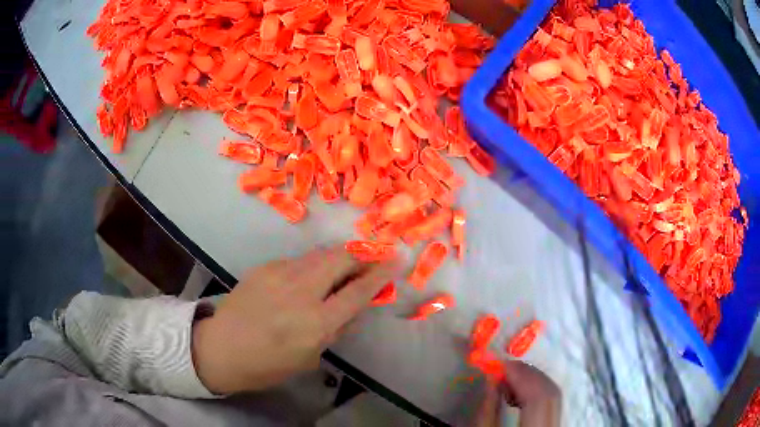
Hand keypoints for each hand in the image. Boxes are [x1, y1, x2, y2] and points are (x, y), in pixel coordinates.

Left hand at [191, 245, 398, 393]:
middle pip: (340, 259)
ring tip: (346, 264)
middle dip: (361, 254)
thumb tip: (355, 305)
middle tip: (372, 257)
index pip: (357, 291)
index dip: (379, 274)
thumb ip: (336, 328)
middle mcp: (301, 291)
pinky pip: (298, 261)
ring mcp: (280, 274)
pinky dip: (312, 265)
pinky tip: (309, 278)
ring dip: (338, 257)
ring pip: (319, 254)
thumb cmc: (268, 364)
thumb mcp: (310, 356)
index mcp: (315, 322)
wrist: (222, 347)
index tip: (394, 261)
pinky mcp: (265, 267)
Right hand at [475, 361, 560, 426]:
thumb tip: (492, 380)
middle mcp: (553, 426)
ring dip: (534, 382)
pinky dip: (538, 392)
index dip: (522, 376)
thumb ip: (487, 411)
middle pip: (551, 393)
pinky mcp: (556, 424)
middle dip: (528, 375)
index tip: (502, 364)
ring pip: (555, 396)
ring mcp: (558, 425)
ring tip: (511, 380)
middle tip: (506, 368)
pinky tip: (523, 393)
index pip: (539, 397)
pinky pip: (553, 403)